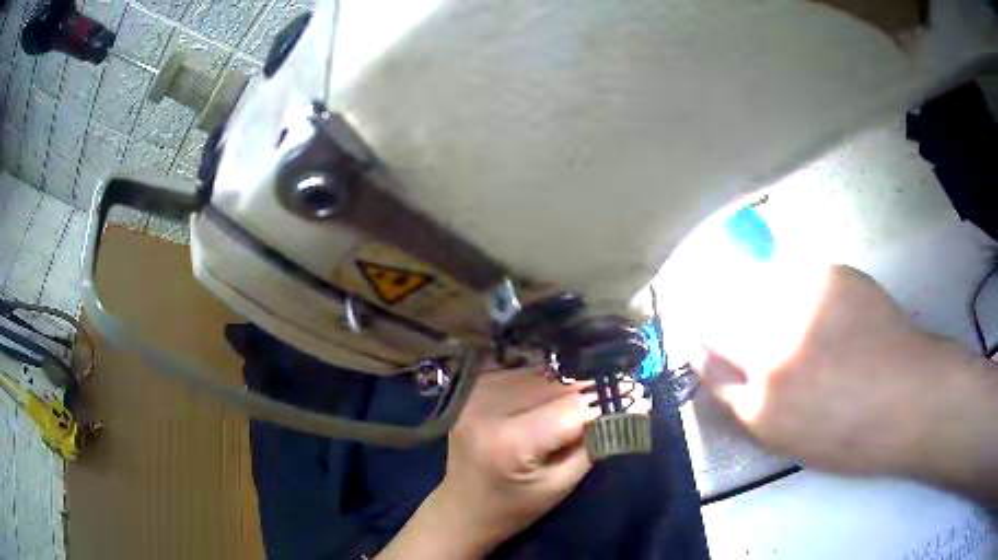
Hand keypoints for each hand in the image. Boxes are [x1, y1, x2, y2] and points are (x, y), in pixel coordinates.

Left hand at [377, 366, 649, 557]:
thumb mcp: (562, 484)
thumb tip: (633, 406)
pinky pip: (521, 372)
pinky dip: (547, 379)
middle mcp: (488, 407)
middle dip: (593, 387)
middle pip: (557, 383)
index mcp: (510, 441)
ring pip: (541, 372)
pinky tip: (561, 390)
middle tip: (623, 390)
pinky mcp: (474, 389)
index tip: (638, 395)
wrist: (463, 508)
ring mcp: (476, 393)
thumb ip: (596, 443)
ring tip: (594, 392)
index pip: (573, 407)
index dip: (608, 400)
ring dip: (572, 381)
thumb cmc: (515, 507)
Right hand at [690, 264, 958, 475]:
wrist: (908, 398)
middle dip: (722, 317)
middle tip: (748, 328)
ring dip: (763, 300)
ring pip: (756, 288)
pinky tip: (826, 313)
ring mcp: (803, 306)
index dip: (700, 344)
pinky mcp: (831, 275)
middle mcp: (774, 351)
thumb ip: (742, 397)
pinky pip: (795, 275)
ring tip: (801, 325)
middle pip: (720, 314)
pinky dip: (799, 289)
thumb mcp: (784, 434)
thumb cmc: (847, 433)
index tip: (700, 336)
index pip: (706, 360)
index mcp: (760, 403)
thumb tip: (709, 356)